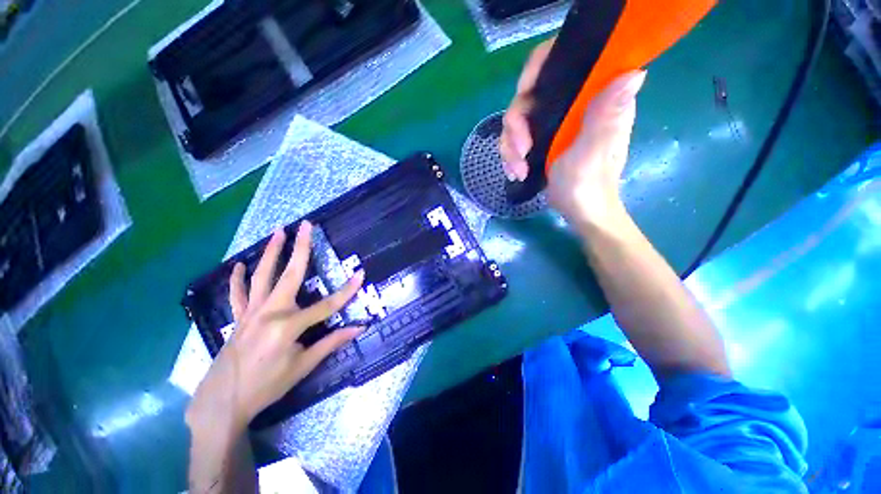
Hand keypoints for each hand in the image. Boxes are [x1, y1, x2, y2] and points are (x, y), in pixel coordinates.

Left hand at [186, 222, 364, 431]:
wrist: (224, 402)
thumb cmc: (267, 385)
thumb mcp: (303, 365)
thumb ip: (331, 342)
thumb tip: (359, 328)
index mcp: (288, 326)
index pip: (327, 305)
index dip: (346, 291)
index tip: (360, 274)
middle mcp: (270, 312)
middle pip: (290, 274)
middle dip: (301, 248)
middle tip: (306, 226)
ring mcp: (251, 312)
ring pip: (263, 276)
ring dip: (272, 252)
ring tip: (278, 231)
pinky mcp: (239, 317)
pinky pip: (239, 293)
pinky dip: (239, 278)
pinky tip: (241, 264)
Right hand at [500, 46, 645, 229]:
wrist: (578, 211)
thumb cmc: (589, 185)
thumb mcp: (594, 152)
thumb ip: (606, 116)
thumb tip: (632, 72)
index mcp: (593, 98)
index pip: (562, 61)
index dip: (538, 68)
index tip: (524, 93)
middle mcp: (573, 104)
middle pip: (530, 95)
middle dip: (517, 124)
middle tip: (521, 150)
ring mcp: (555, 122)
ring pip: (518, 120)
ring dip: (510, 146)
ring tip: (517, 169)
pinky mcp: (542, 139)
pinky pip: (515, 138)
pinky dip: (510, 155)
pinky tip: (515, 171)